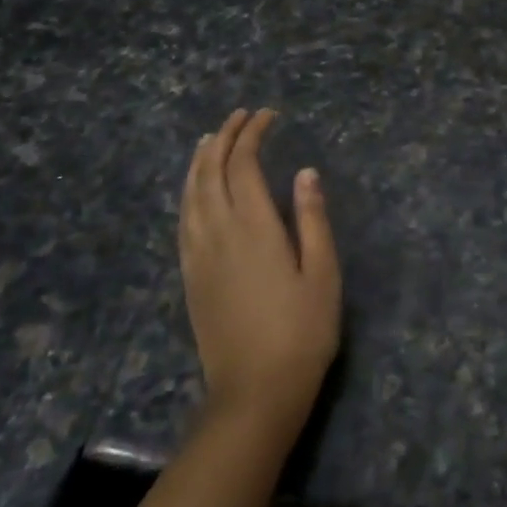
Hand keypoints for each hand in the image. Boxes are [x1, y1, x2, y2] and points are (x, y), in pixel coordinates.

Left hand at [179, 108, 341, 437]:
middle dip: (223, 137)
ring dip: (199, 160)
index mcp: (255, 228)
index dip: (252, 134)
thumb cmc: (302, 331)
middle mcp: (219, 233)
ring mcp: (198, 255)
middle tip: (240, 116)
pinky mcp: (189, 276)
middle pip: (211, 172)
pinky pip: (183, 219)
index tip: (268, 115)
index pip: (244, 165)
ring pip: (190, 193)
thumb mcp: (323, 273)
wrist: (255, 391)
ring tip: (210, 139)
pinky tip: (195, 189)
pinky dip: (188, 192)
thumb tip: (305, 172)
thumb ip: (313, 219)